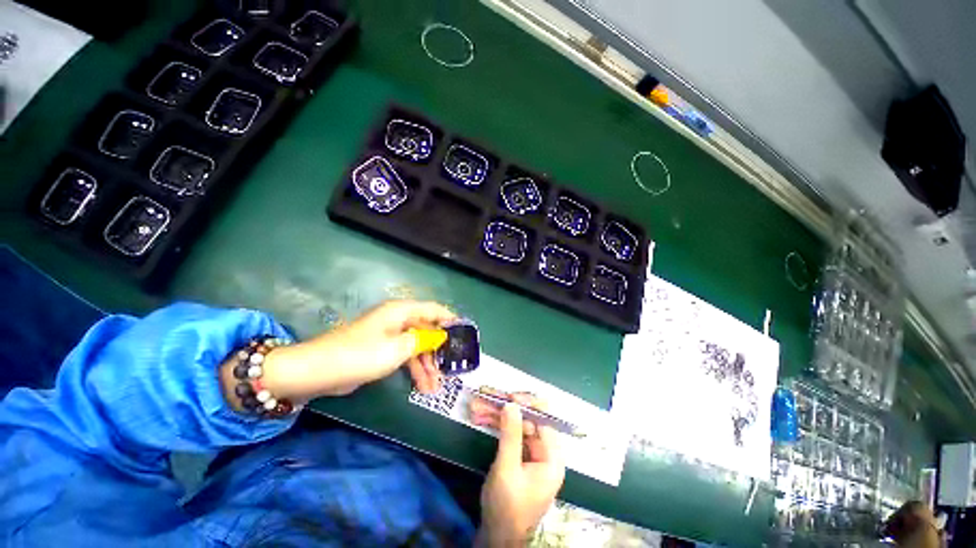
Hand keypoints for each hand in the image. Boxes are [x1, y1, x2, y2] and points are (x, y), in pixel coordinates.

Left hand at [250, 300, 455, 402]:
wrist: (316, 372)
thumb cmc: (359, 355)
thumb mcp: (397, 348)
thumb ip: (423, 340)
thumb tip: (441, 336)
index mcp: (401, 312)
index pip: (434, 309)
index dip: (450, 320)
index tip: (465, 334)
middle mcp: (397, 320)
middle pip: (427, 330)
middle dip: (439, 350)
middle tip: (452, 368)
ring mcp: (389, 335)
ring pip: (417, 346)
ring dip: (427, 365)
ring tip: (436, 387)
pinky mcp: (381, 350)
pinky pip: (405, 356)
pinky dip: (414, 369)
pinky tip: (422, 385)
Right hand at [477, 398, 565, 546]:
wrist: (497, 538)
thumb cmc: (507, 506)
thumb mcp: (507, 469)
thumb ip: (511, 435)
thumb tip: (512, 403)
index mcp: (552, 459)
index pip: (545, 421)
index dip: (529, 406)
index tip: (510, 397)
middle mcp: (546, 454)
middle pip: (530, 421)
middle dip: (509, 409)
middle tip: (491, 396)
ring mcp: (533, 457)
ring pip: (519, 426)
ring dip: (500, 415)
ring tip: (481, 404)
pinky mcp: (521, 459)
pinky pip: (512, 436)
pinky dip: (499, 426)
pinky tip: (484, 417)